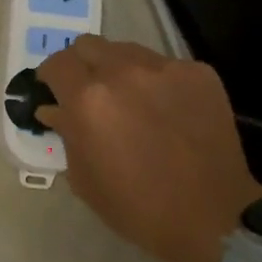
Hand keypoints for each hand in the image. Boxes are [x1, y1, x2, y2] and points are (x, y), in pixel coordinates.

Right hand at [35, 36, 261, 261]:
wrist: (212, 216)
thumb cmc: (137, 207)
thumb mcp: (84, 178)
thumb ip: (65, 133)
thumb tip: (54, 109)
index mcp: (88, 99)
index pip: (56, 64)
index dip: (50, 77)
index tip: (53, 91)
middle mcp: (123, 72)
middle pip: (88, 45)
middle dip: (82, 65)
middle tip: (88, 92)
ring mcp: (165, 68)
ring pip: (127, 50)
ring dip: (118, 68)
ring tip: (130, 99)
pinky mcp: (198, 73)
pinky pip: (164, 65)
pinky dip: (155, 81)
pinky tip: (166, 110)